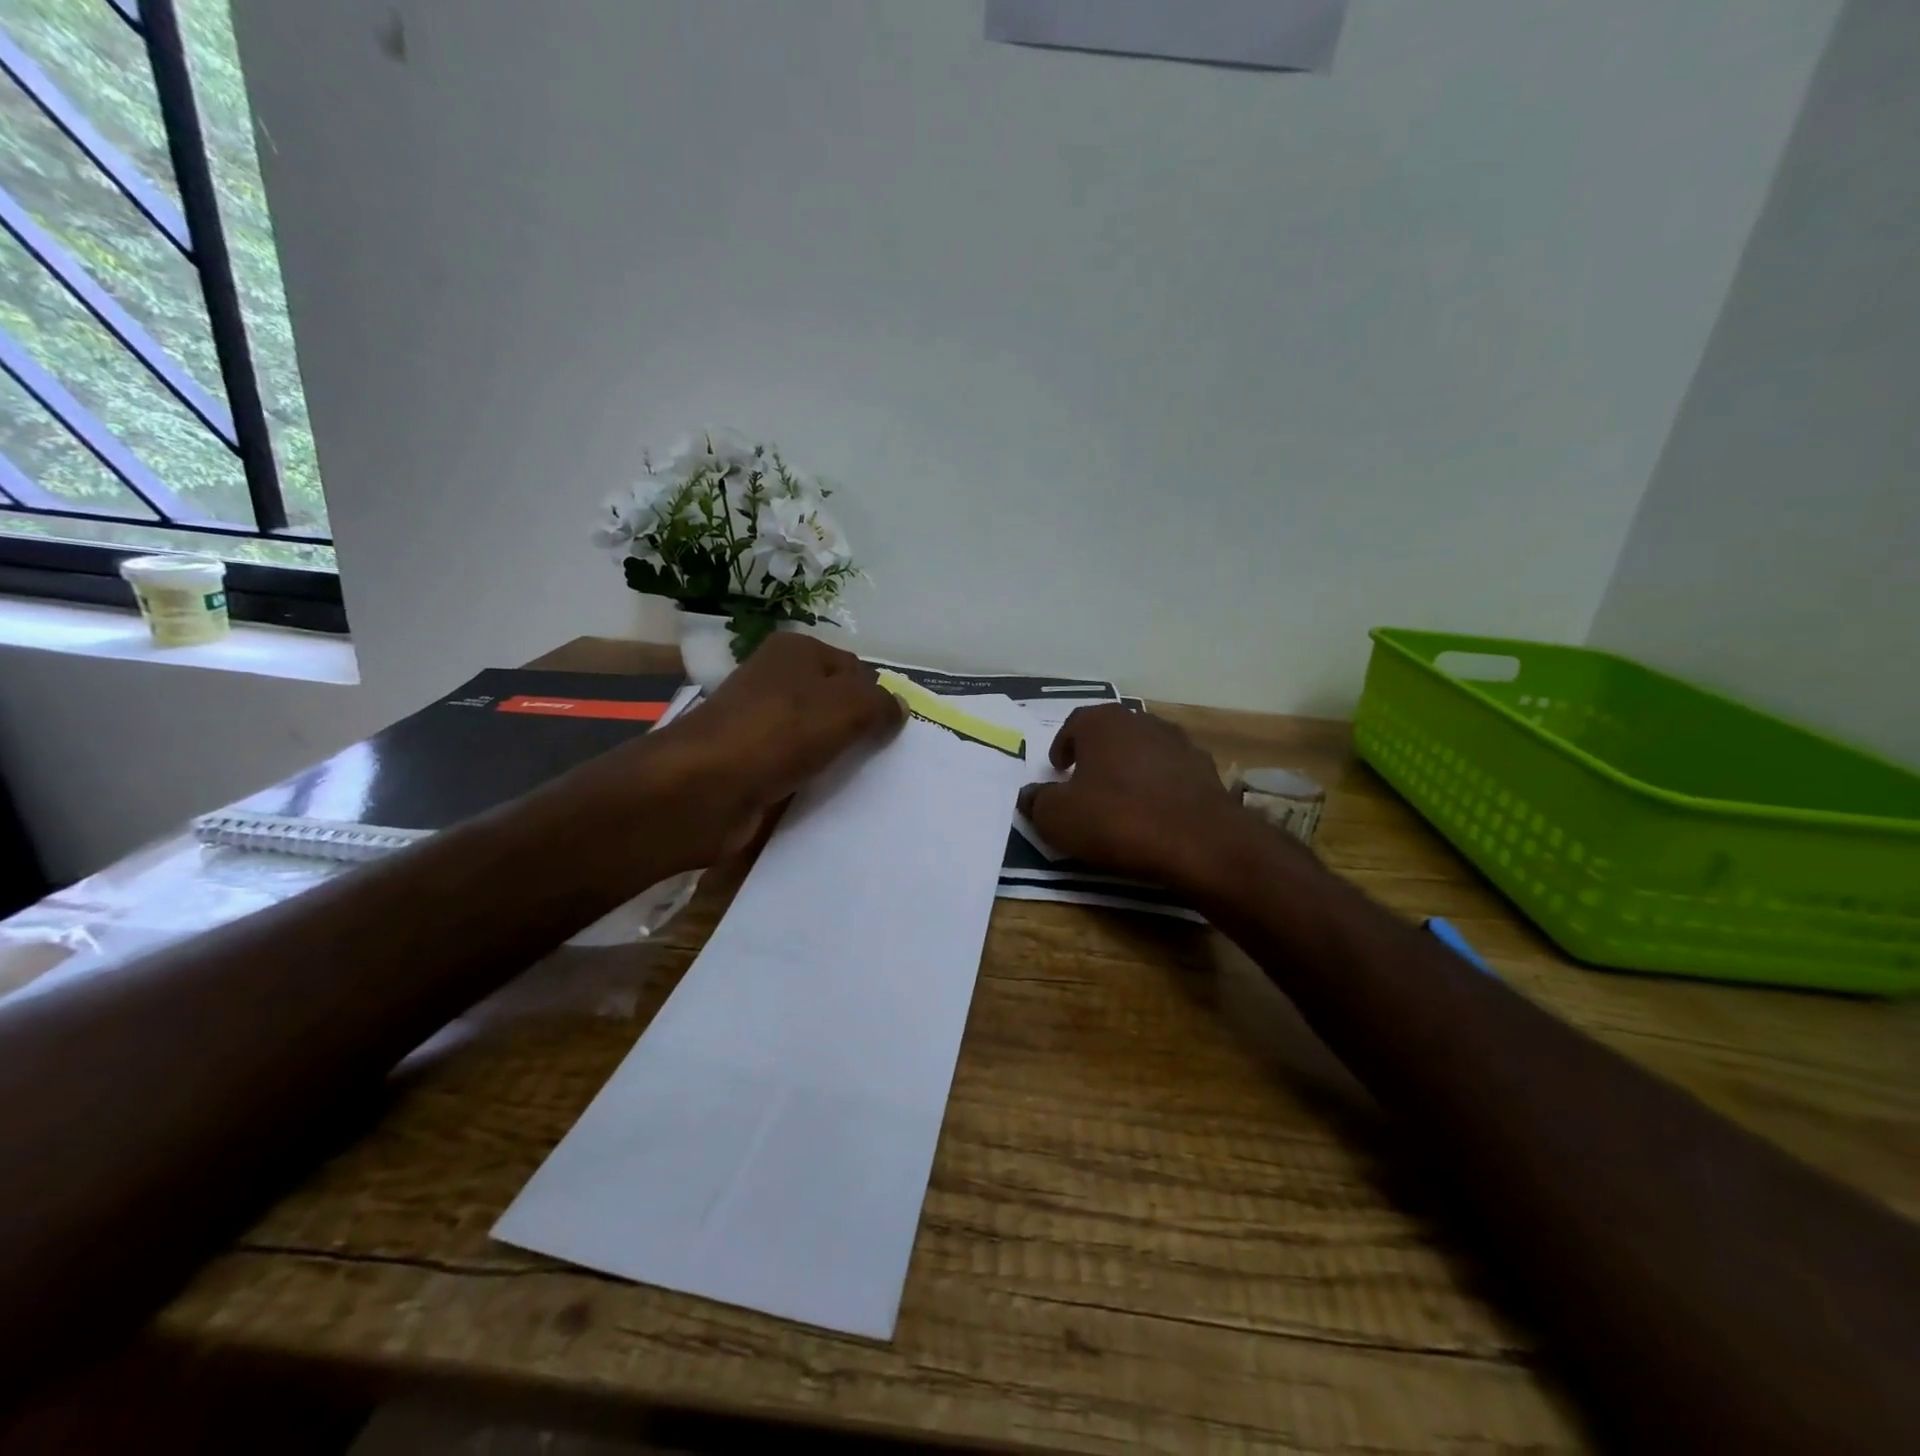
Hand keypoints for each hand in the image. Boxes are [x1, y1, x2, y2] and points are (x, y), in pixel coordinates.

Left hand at [639, 632, 905, 867]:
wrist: (700, 789)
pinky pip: (795, 768)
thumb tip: (899, 708)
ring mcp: (759, 723)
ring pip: (817, 738)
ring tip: (860, 782)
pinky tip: (825, 797)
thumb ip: (881, 704)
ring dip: (836, 759)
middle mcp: (776, 679)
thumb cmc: (778, 733)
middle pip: (836, 703)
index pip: (856, 669)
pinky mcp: (750, 762)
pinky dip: (811, 781)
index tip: (891, 734)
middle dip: (859, 730)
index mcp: (796, 651)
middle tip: (882, 760)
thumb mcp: (847, 707)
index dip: (877, 699)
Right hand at [1017, 705, 1255, 891]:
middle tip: (1086, 783)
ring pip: (1144, 751)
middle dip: (1097, 755)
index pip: (1074, 724)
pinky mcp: (1206, 771)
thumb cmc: (1116, 820)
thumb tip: (1030, 795)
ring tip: (1121, 800)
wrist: (1199, 843)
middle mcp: (1142, 721)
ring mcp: (1180, 743)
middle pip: (1111, 733)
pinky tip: (1155, 814)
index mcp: (1103, 722)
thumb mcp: (1058, 818)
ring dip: (1130, 769)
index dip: (1062, 746)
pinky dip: (1159, 787)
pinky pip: (1172, 774)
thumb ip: (1037, 801)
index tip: (1058, 770)